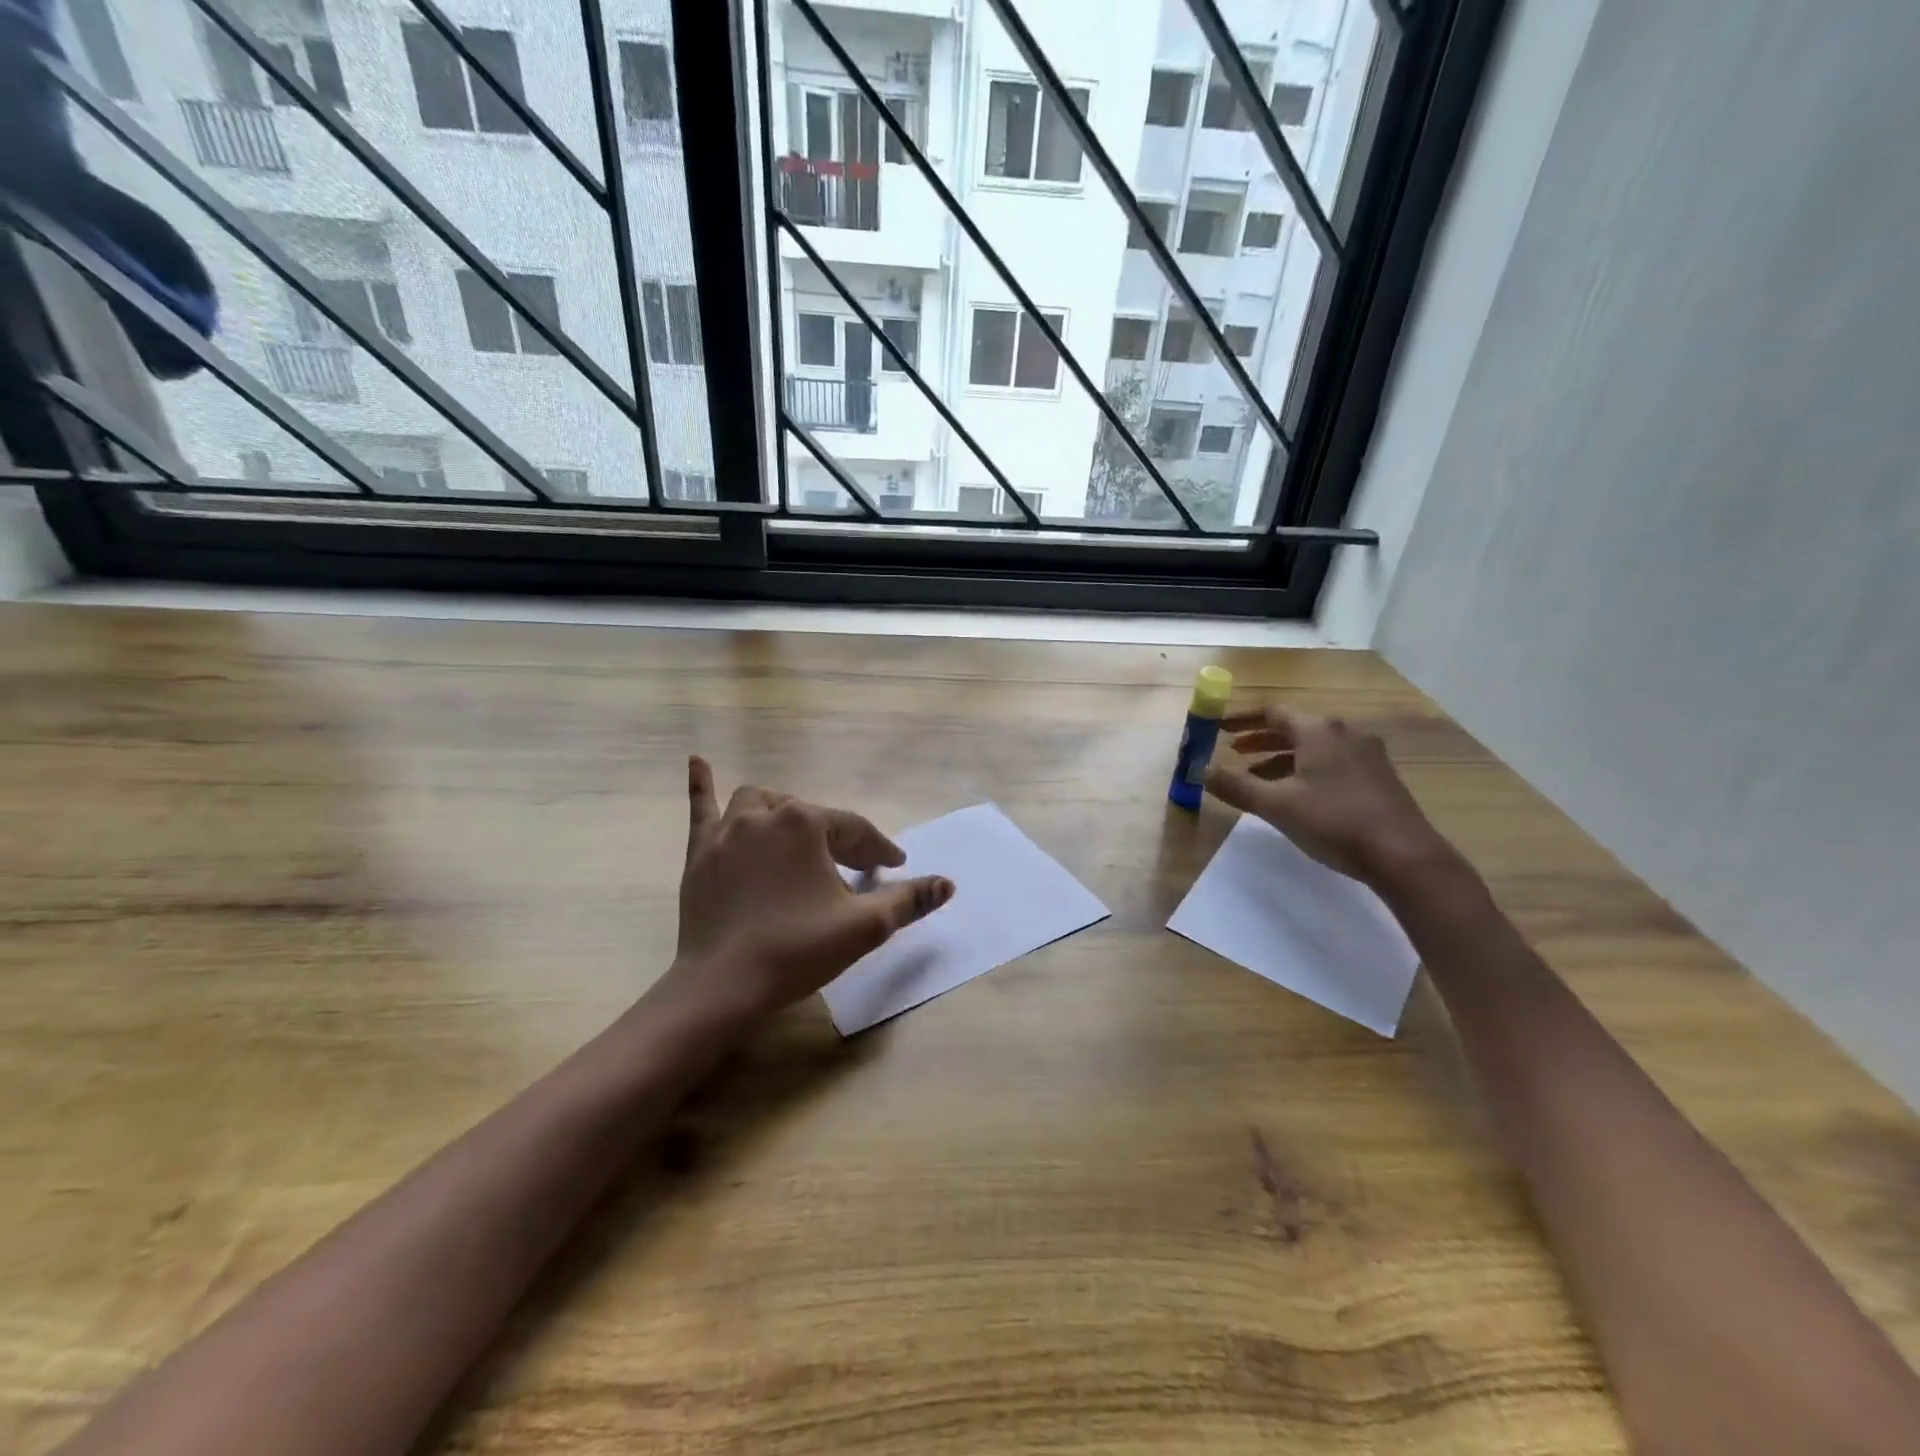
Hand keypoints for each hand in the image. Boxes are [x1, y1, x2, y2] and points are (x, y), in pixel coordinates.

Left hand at [661, 756, 954, 1024]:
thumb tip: (947, 884)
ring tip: (796, 833)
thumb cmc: (798, 949)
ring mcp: (726, 832)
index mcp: (805, 824)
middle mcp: (765, 815)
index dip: (879, 850)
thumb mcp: (865, 926)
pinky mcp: (700, 853)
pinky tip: (698, 760)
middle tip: (851, 868)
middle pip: (810, 817)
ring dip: (783, 812)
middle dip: (835, 837)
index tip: (895, 867)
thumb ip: (908, 900)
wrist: (723, 986)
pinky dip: (702, 783)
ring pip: (760, 804)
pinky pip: (701, 807)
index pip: (853, 830)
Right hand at [1204, 704, 1456, 889]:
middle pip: (1294, 727)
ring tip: (1255, 777)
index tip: (1218, 728)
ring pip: (1313, 747)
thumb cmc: (1334, 821)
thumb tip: (1201, 771)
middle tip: (1233, 751)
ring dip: (1280, 757)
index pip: (1273, 712)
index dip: (1241, 719)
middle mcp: (1344, 733)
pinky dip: (1304, 769)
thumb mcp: (1276, 805)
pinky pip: (1330, 762)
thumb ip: (1236, 786)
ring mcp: (1366, 754)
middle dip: (1260, 739)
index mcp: (1319, 730)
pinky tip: (1294, 794)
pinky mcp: (1377, 777)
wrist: (1403, 855)